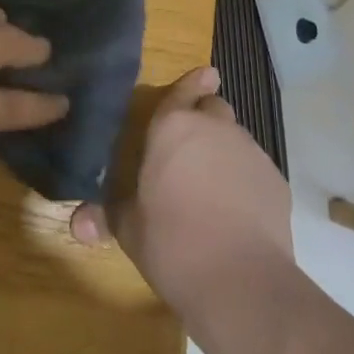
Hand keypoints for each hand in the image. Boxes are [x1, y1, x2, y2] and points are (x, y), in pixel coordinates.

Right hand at [70, 66, 292, 317]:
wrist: (240, 281)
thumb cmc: (172, 244)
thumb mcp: (130, 230)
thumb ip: (107, 216)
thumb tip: (78, 224)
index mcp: (172, 128)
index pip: (181, 92)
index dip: (190, 84)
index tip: (205, 73)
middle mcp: (213, 128)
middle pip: (213, 108)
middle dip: (204, 119)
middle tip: (191, 149)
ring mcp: (249, 151)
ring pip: (236, 137)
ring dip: (224, 149)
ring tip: (213, 184)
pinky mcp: (275, 179)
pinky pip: (256, 167)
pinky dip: (246, 178)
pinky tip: (238, 210)